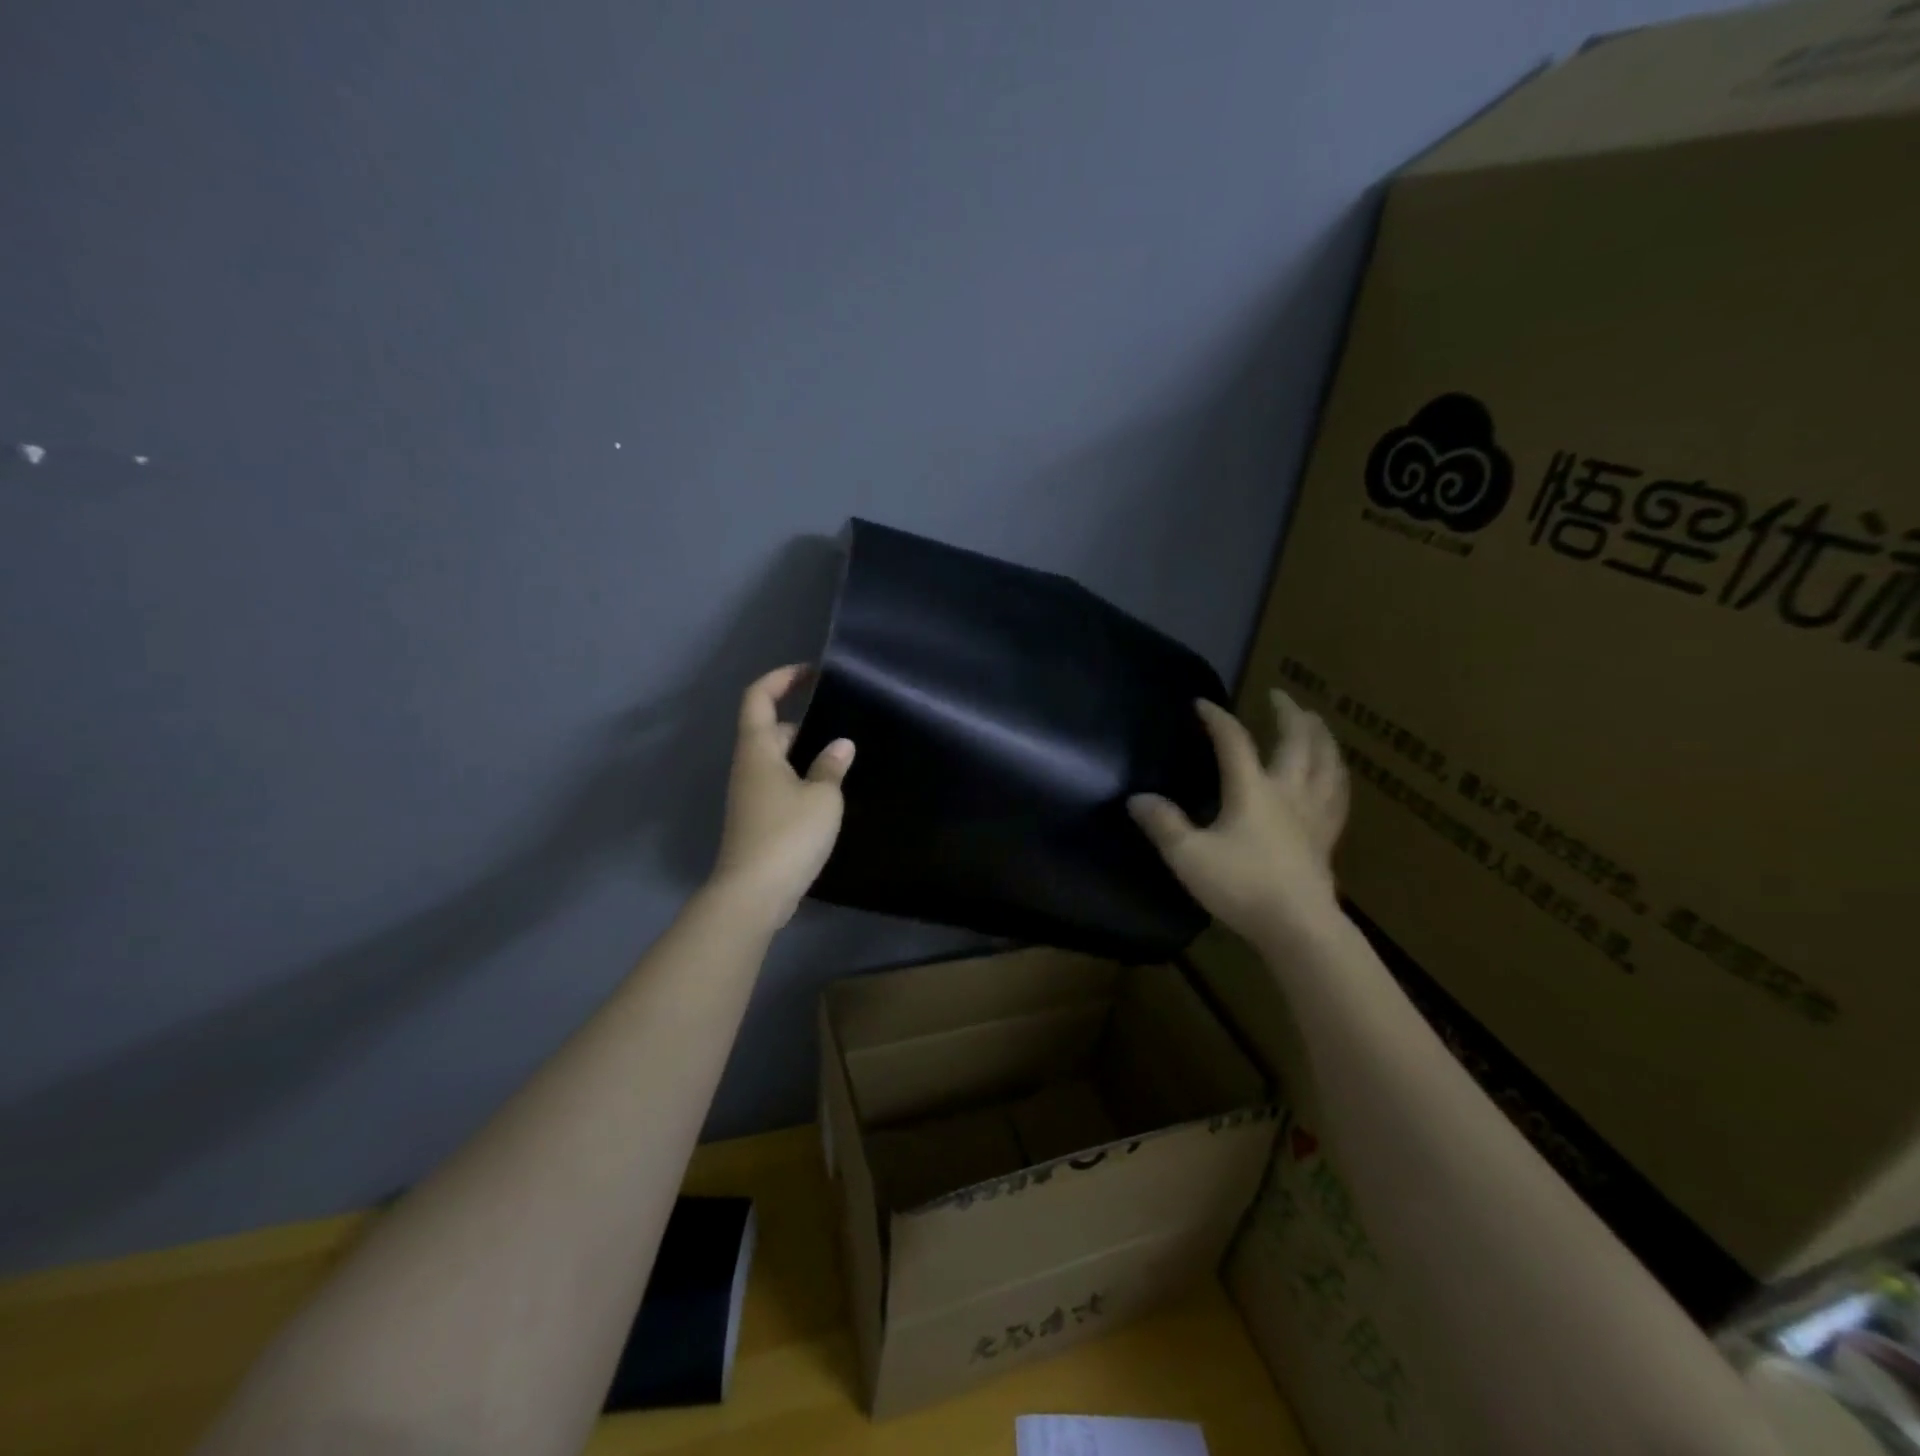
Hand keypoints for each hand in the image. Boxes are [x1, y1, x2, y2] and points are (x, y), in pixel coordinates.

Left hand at [708, 665, 853, 928]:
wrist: (753, 894)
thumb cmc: (788, 835)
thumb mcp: (823, 797)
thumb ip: (832, 766)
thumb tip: (840, 744)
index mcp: (758, 750)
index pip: (759, 697)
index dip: (782, 678)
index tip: (813, 673)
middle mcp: (749, 767)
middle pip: (770, 729)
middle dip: (804, 721)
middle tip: (842, 723)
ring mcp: (751, 796)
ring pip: (778, 760)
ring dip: (806, 754)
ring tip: (844, 758)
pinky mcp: (758, 820)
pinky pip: (781, 785)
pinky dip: (802, 780)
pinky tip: (830, 794)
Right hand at [1129, 692, 1348, 946]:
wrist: (1297, 926)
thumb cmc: (1241, 886)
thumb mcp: (1188, 855)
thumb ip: (1163, 824)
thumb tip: (1137, 798)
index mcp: (1252, 789)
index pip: (1234, 741)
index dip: (1217, 719)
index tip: (1202, 704)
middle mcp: (1287, 792)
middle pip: (1296, 742)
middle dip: (1288, 714)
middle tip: (1280, 695)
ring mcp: (1313, 814)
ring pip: (1327, 764)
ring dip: (1321, 738)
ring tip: (1317, 724)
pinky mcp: (1327, 838)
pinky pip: (1338, 797)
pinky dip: (1337, 778)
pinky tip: (1336, 777)